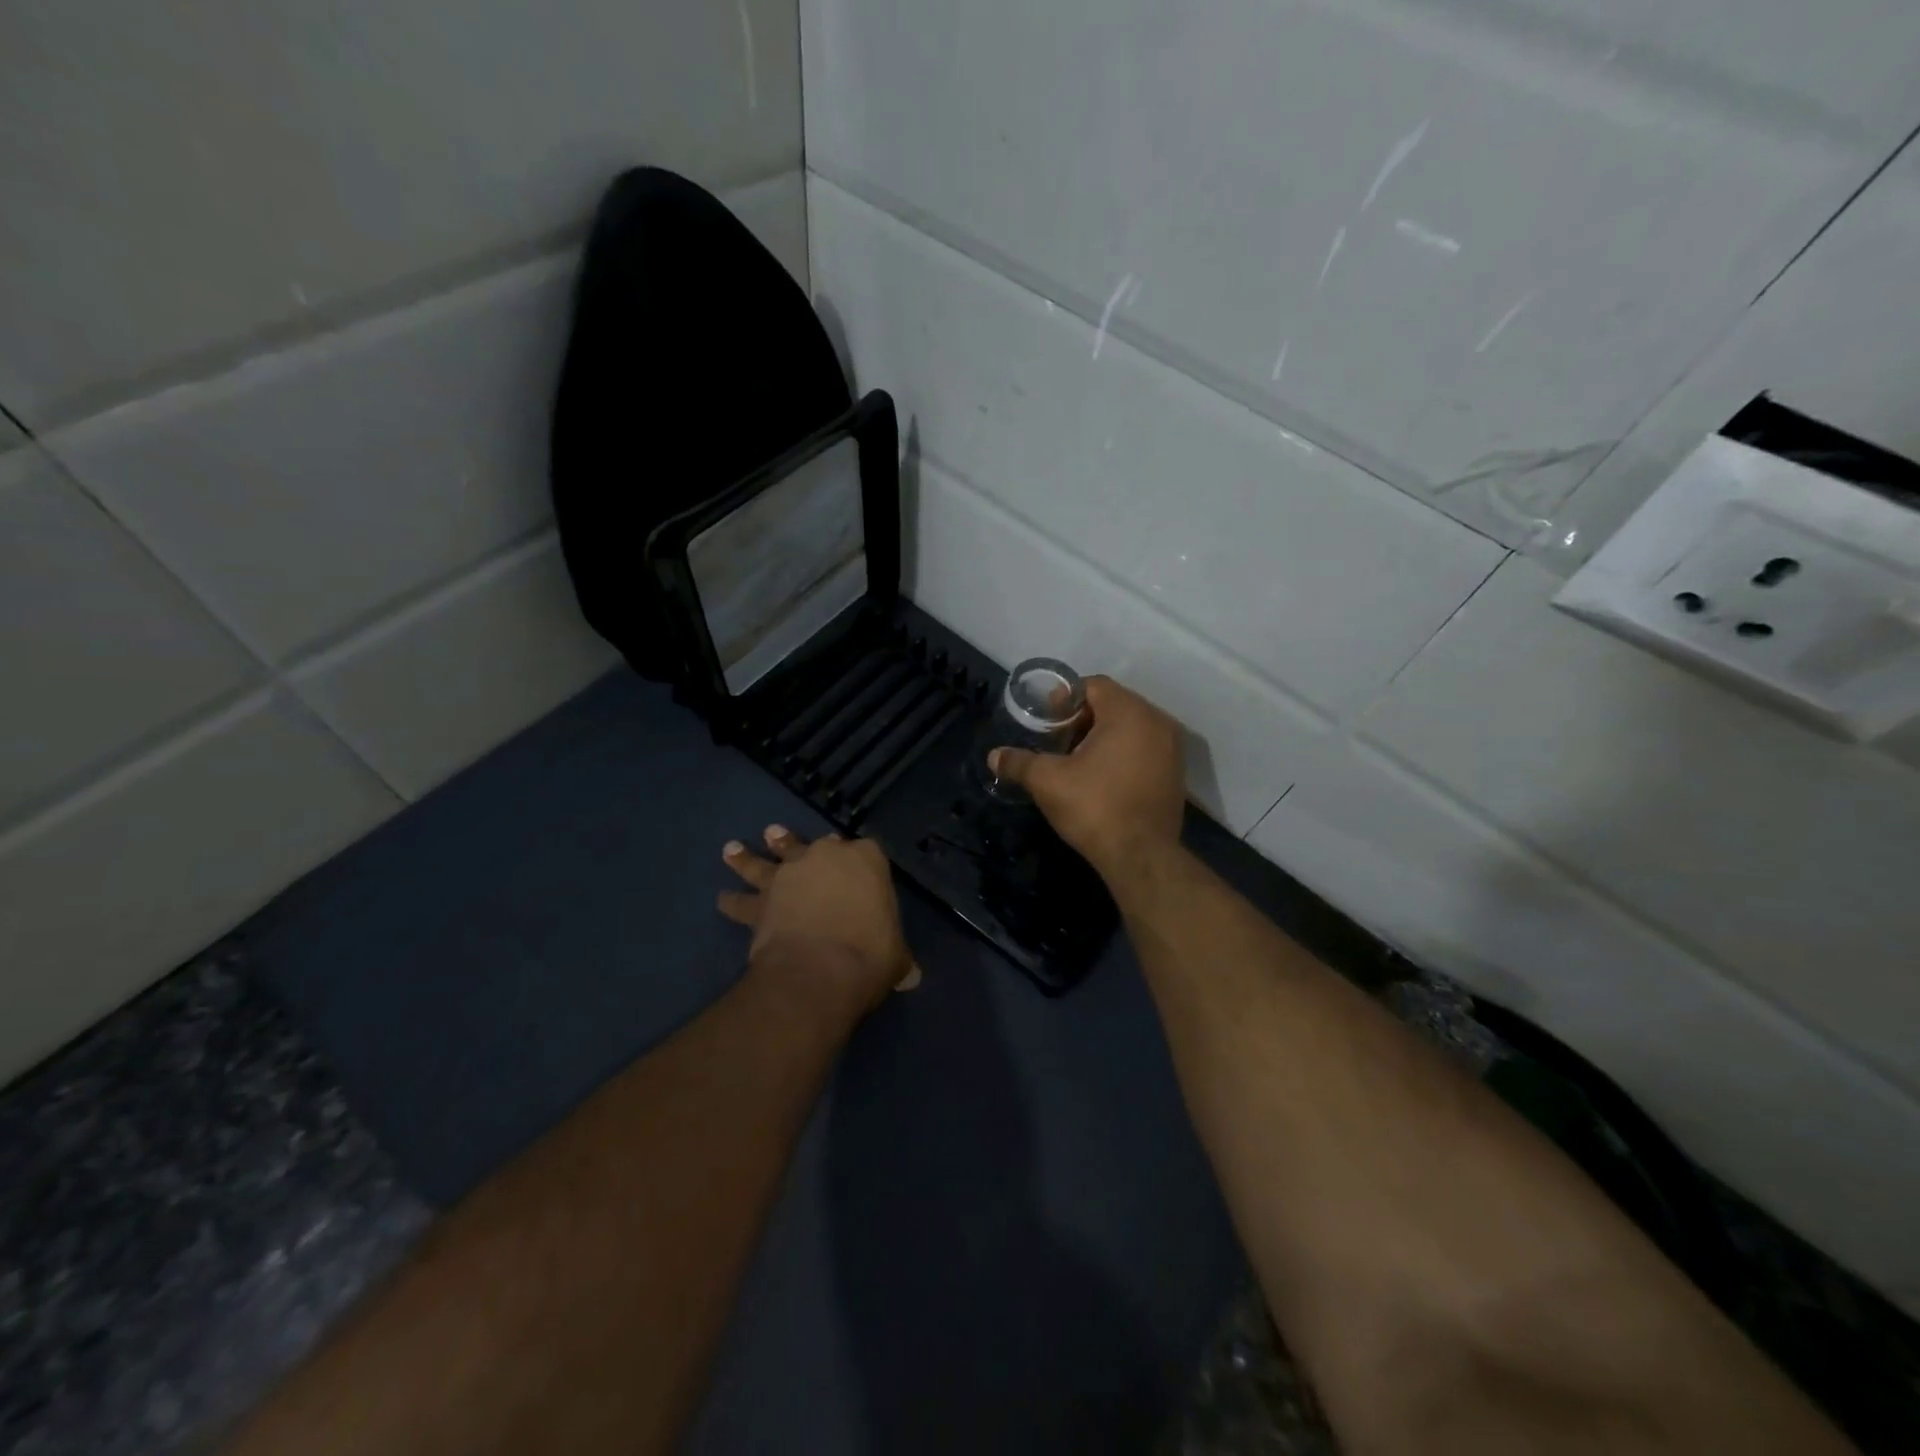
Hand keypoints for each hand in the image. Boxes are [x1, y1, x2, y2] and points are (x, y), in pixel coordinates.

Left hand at [719, 826, 921, 1025]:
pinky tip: (721, 900)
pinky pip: (742, 901)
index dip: (862, 859)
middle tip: (780, 834)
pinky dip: (732, 902)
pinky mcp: (762, 903)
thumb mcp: (896, 956)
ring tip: (733, 849)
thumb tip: (911, 976)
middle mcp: (824, 858)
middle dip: (796, 842)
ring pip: (766, 861)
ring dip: (749, 857)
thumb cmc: (870, 953)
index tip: (859, 868)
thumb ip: (899, 958)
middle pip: (812, 845)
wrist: (821, 969)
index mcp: (867, 860)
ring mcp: (789, 877)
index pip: (866, 850)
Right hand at [988, 676, 1185, 883]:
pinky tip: (1102, 778)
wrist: (1141, 856)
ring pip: (1132, 727)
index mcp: (1129, 712)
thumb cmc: (1094, 807)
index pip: (1095, 685)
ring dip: (1103, 736)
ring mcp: (1172, 748)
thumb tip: (993, 756)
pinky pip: (1145, 748)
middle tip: (1058, 741)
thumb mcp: (1048, 781)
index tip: (1047, 721)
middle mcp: (1157, 722)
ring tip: (1077, 760)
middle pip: (1114, 704)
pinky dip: (1123, 753)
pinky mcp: (1177, 773)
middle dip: (1083, 718)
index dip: (1066, 699)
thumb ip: (1019, 762)